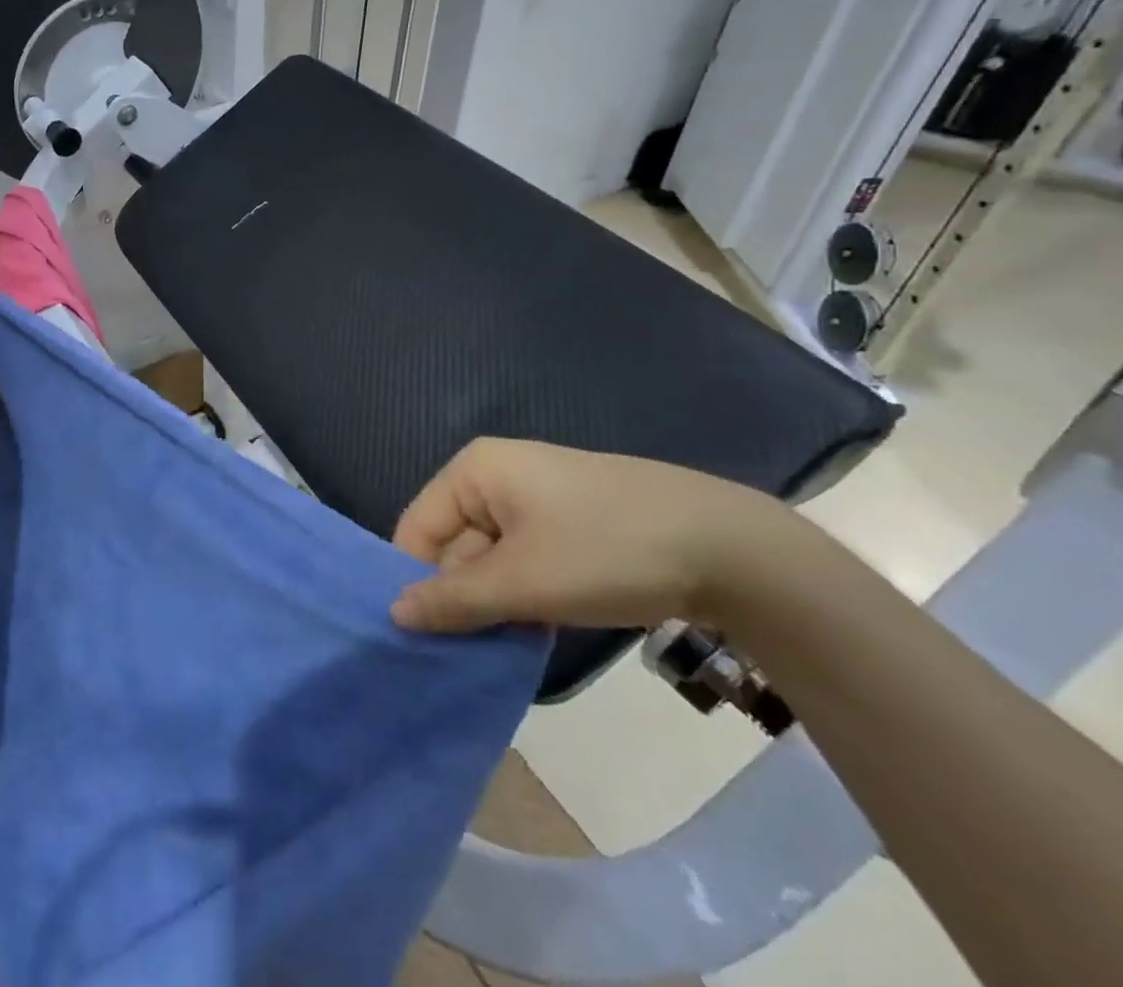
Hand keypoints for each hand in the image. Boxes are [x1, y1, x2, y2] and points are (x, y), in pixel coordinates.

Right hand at [388, 438, 789, 633]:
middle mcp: (498, 475)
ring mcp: (538, 498)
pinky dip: (524, 595)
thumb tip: (393, 614)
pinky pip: (525, 560)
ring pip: (491, 557)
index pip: (417, 528)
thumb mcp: (521, 582)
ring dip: (494, 603)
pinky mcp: (571, 523)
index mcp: (475, 470)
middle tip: (468, 653)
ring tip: (503, 648)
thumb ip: (452, 601)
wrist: (729, 548)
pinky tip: (538, 629)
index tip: (425, 638)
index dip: (416, 581)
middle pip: (454, 543)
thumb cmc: (604, 551)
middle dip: (460, 598)